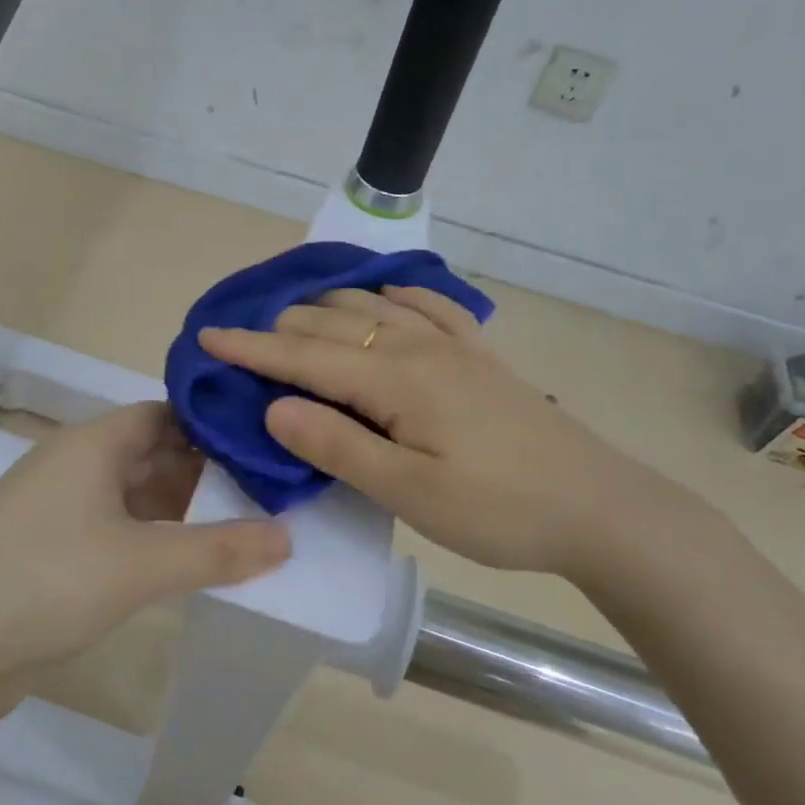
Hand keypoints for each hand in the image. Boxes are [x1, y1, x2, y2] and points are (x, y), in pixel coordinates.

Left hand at [0, 403, 288, 681]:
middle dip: (205, 472)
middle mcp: (75, 463)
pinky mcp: (51, 548)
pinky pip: (115, 528)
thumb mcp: (142, 564)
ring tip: (239, 527)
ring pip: (134, 493)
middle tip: (265, 492)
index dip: (212, 425)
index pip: (165, 414)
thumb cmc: (46, 581)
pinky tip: (185, 563)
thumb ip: (219, 551)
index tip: (262, 444)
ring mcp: (59, 506)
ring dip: (179, 510)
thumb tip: (288, 537)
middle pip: (152, 453)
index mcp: (93, 444)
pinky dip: (151, 539)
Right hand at [198, 286, 698, 582]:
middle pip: (330, 323)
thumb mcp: (409, 493)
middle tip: (240, 344)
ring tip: (292, 321)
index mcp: (394, 379)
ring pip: (371, 306)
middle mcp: (417, 346)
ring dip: (324, 308)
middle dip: (278, 329)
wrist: (599, 507)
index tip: (205, 335)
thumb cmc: (498, 509)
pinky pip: (426, 303)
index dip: (249, 347)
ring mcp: (452, 343)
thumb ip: (337, 446)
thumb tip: (274, 405)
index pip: (303, 356)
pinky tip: (383, 296)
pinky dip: (390, 295)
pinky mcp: (478, 353)